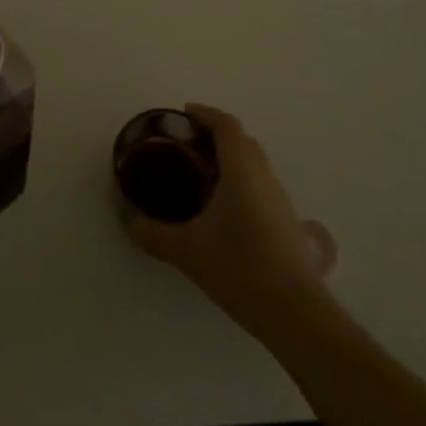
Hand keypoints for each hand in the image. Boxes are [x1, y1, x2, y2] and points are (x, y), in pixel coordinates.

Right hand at [126, 103, 335, 334]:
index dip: (206, 114)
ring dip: (233, 163)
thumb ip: (154, 234)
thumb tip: (132, 223)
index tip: (185, 113)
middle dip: (218, 137)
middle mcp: (266, 178)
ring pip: (257, 168)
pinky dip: (246, 188)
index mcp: (241, 171)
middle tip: (190, 147)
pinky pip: (266, 192)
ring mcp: (283, 203)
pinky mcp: (292, 227)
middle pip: (244, 143)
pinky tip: (234, 214)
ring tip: (206, 180)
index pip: (226, 126)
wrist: (293, 311)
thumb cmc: (238, 267)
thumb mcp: (186, 250)